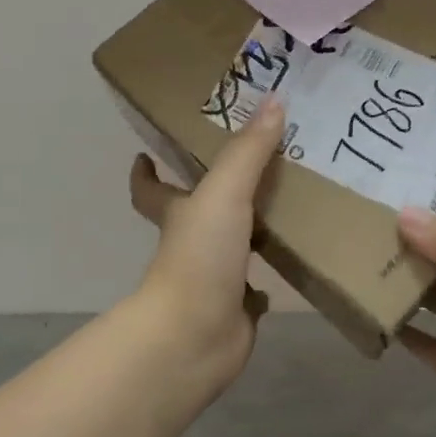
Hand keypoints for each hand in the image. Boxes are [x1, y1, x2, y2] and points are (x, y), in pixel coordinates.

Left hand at [127, 98, 285, 393]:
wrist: (196, 335)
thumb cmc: (200, 256)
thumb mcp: (224, 193)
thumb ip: (248, 151)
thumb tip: (274, 101)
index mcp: (178, 214)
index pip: (151, 189)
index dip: (145, 172)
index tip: (145, 153)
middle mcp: (191, 244)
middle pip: (196, 213)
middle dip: (215, 194)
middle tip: (252, 167)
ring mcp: (212, 279)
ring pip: (230, 248)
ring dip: (248, 232)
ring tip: (284, 208)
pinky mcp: (235, 309)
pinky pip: (252, 291)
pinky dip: (265, 282)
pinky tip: (290, 265)